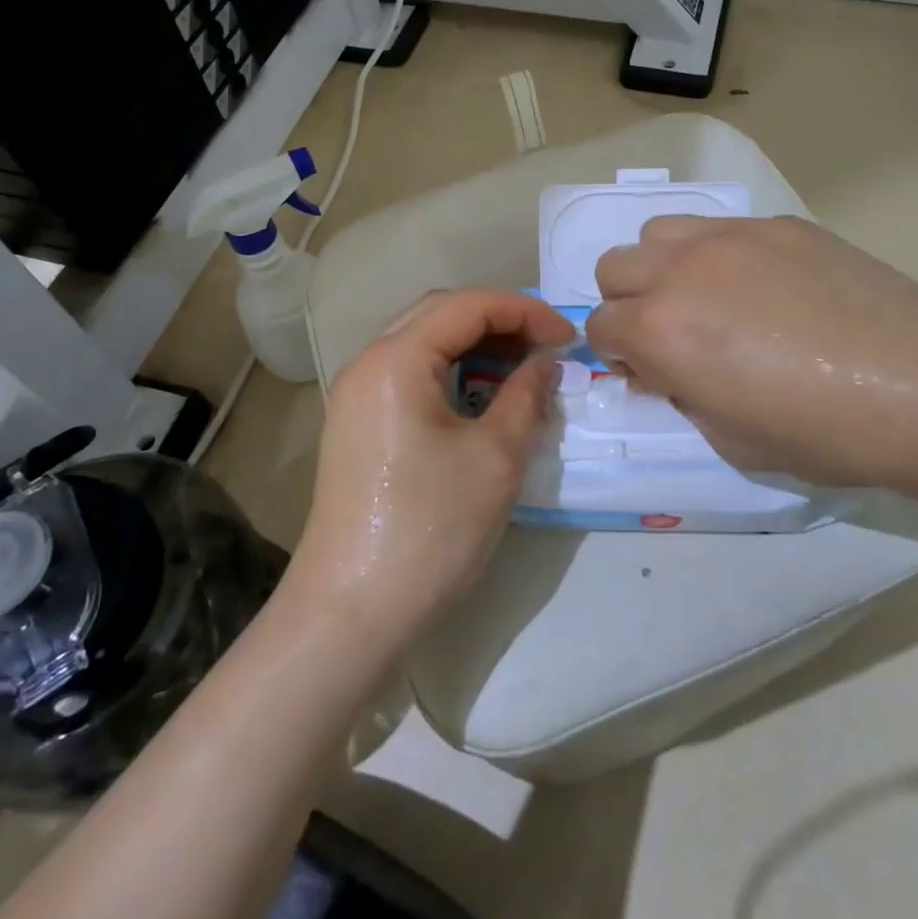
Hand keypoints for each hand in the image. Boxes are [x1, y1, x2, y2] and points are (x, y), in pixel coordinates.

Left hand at [290, 289, 574, 650]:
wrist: (351, 613)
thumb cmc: (429, 530)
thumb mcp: (495, 458)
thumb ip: (526, 395)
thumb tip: (545, 362)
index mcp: (395, 360)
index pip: (467, 306)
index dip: (524, 310)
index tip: (567, 336)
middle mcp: (367, 363)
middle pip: (439, 313)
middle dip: (499, 319)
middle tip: (546, 345)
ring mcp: (356, 394)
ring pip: (422, 341)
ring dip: (474, 343)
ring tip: (521, 366)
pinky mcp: (356, 423)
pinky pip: (409, 372)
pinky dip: (450, 370)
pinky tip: (481, 393)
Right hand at [584, 216, 917, 493]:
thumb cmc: (824, 433)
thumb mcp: (730, 439)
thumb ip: (680, 395)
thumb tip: (668, 369)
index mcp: (661, 331)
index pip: (599, 327)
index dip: (618, 356)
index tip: (651, 374)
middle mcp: (681, 271)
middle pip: (614, 268)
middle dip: (629, 304)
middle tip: (675, 335)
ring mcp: (730, 237)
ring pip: (658, 233)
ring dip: (664, 267)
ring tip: (709, 299)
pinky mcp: (777, 225)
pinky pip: (720, 228)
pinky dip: (718, 256)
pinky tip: (768, 287)